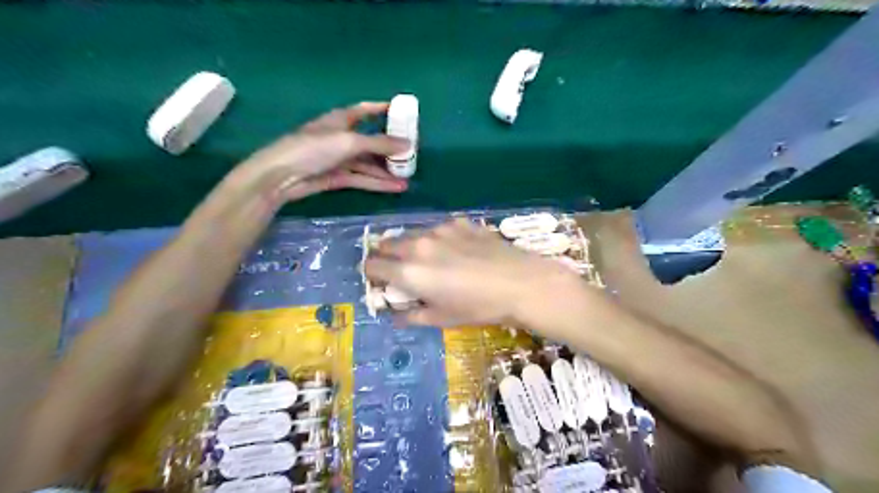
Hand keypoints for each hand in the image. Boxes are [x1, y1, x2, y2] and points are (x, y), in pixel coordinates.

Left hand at [235, 103, 409, 200]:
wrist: (282, 176)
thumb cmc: (313, 148)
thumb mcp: (349, 142)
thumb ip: (379, 143)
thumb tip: (408, 144)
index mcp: (341, 120)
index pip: (366, 110)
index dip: (383, 109)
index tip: (403, 112)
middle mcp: (341, 137)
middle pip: (371, 140)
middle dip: (390, 147)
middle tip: (412, 154)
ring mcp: (339, 159)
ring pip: (368, 163)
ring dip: (387, 170)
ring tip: (408, 177)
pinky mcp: (338, 177)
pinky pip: (363, 178)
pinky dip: (378, 183)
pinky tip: (396, 187)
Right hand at [363, 218, 581, 329]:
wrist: (520, 283)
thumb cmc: (479, 307)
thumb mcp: (443, 319)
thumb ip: (412, 316)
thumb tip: (395, 316)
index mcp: (409, 271)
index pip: (373, 265)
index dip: (371, 274)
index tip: (380, 281)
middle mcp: (419, 244)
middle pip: (387, 244)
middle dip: (386, 256)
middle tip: (400, 270)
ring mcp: (440, 229)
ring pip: (412, 234)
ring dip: (411, 246)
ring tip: (429, 260)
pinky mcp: (460, 222)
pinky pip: (438, 229)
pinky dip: (437, 239)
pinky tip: (456, 250)